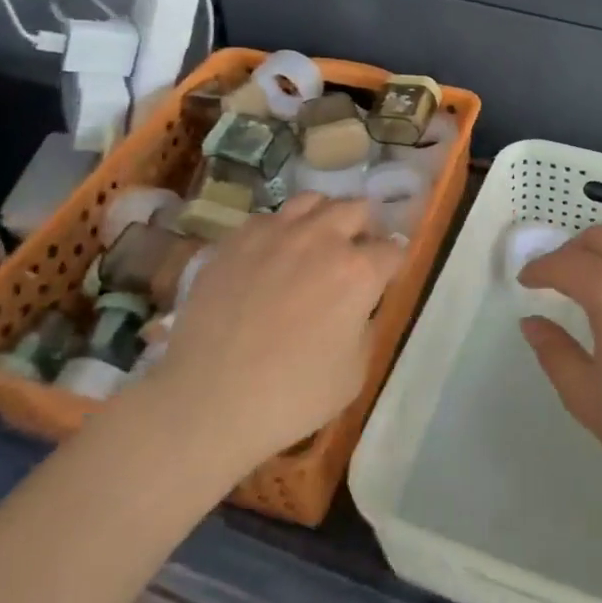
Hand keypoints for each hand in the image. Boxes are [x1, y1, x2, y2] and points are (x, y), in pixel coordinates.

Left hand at [152, 194, 404, 473]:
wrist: (208, 401)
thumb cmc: (292, 396)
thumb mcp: (355, 371)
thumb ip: (366, 324)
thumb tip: (360, 303)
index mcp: (359, 271)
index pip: (393, 249)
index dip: (393, 265)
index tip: (386, 279)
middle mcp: (322, 238)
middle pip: (357, 209)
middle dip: (363, 229)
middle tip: (354, 256)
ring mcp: (276, 232)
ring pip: (313, 201)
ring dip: (324, 218)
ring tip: (316, 243)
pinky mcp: (237, 238)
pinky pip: (269, 218)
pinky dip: (280, 230)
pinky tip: (272, 256)